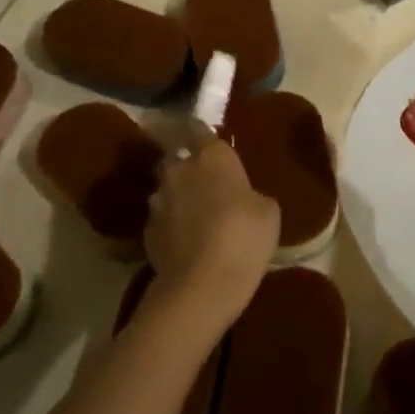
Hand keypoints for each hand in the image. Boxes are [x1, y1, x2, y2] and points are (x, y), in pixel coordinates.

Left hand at [144, 139, 279, 331]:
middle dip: (188, 165)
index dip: (201, 132)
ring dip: (178, 195)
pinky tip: (186, 240)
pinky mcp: (146, 231)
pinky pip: (161, 218)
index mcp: (212, 156)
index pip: (199, 129)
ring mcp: (159, 201)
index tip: (207, 137)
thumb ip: (251, 194)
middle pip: (178, 157)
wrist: (201, 285)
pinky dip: (171, 224)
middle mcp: (180, 170)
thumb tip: (242, 197)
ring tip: (195, 214)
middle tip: (206, 181)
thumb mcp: (268, 211)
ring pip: (167, 188)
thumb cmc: (244, 237)